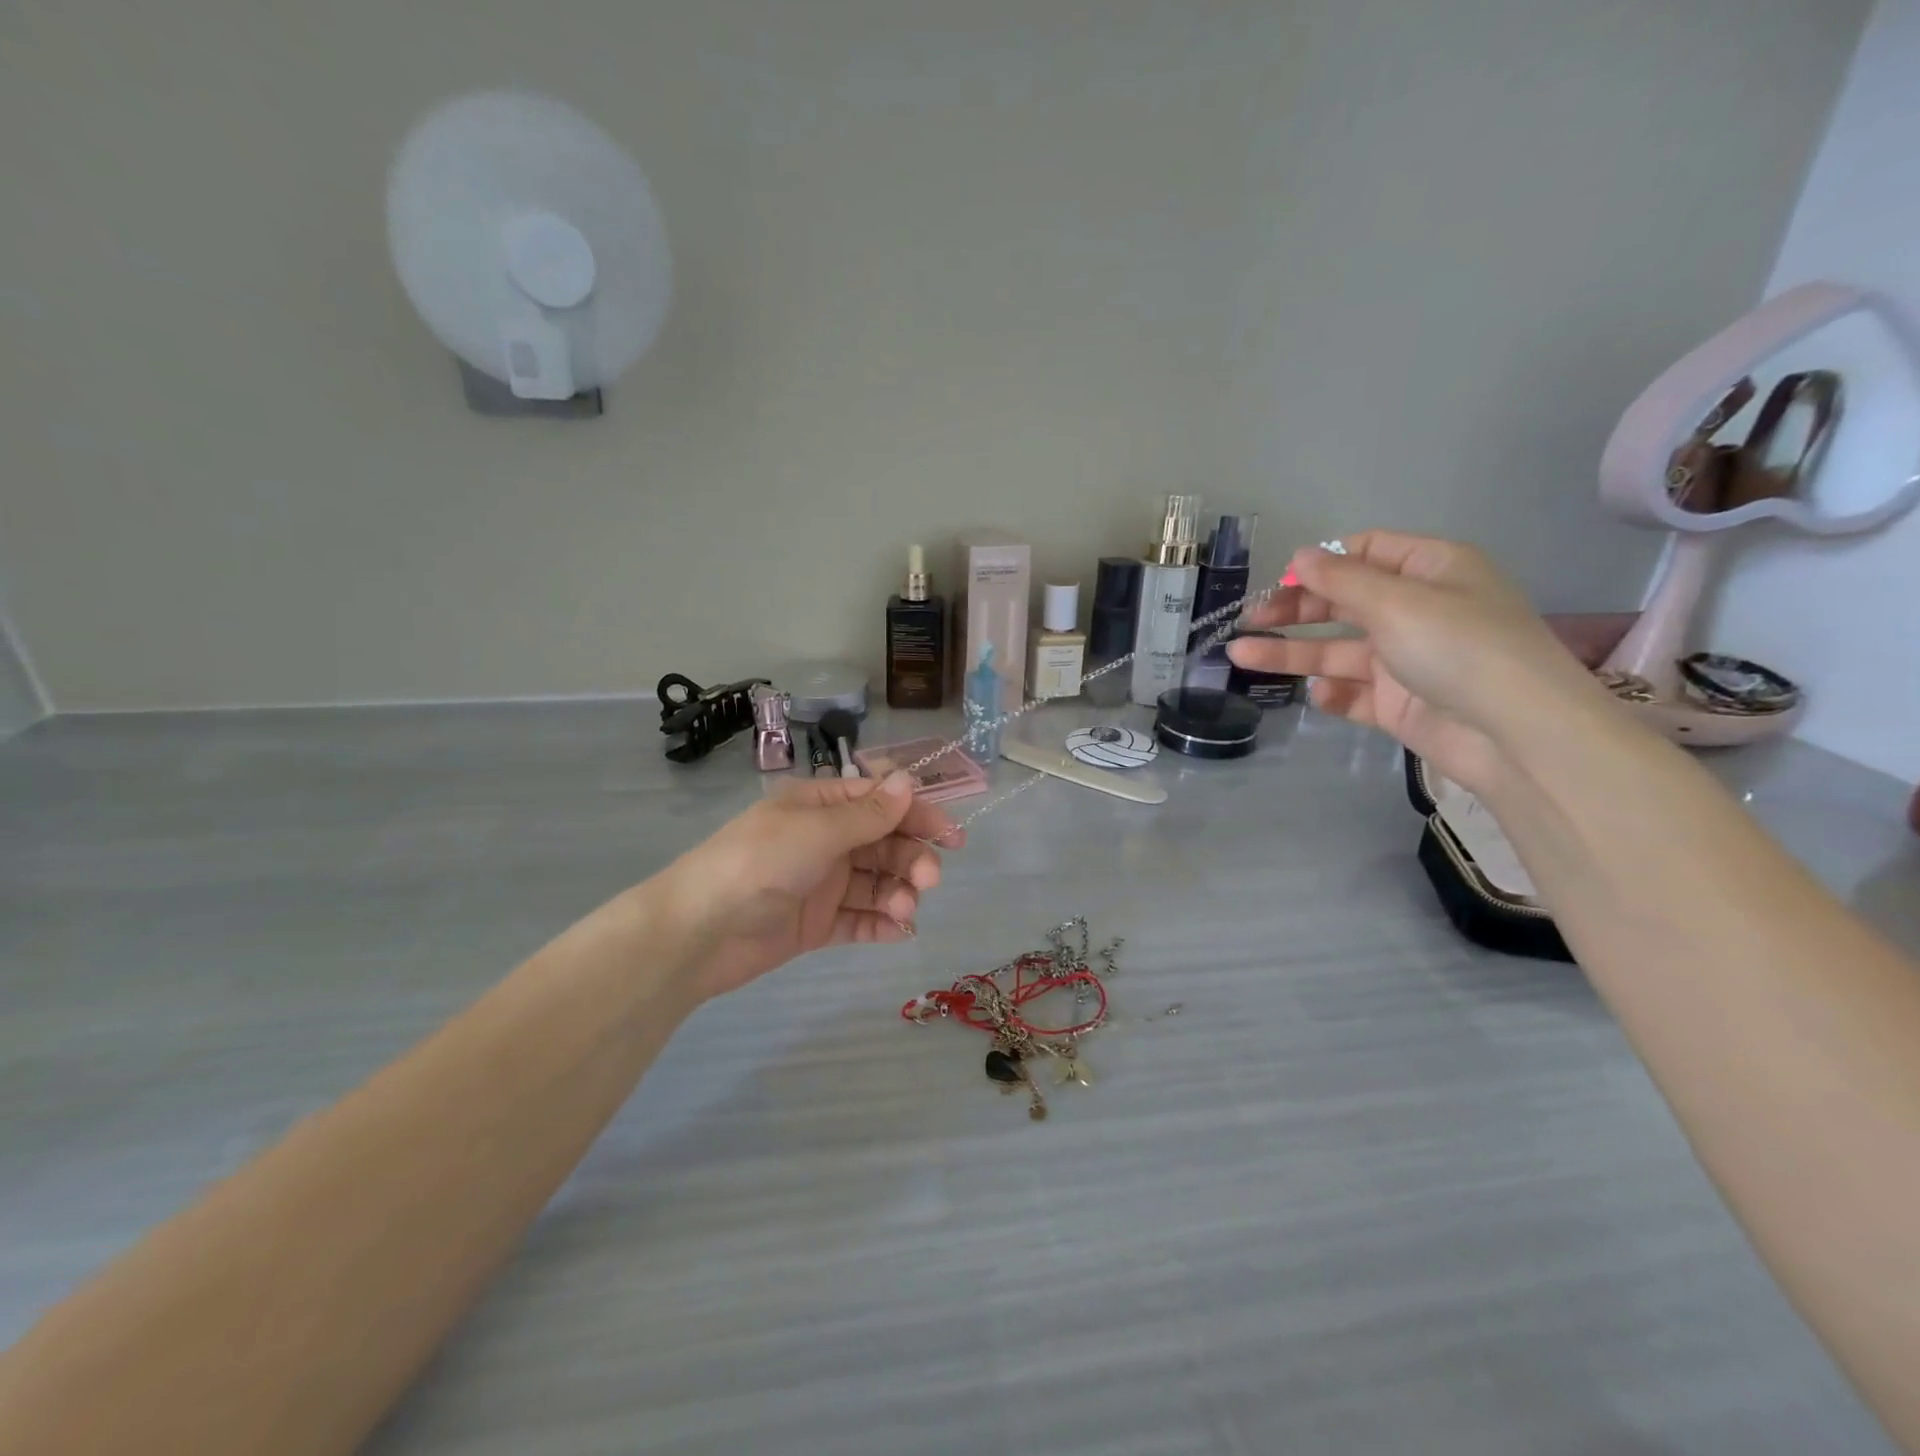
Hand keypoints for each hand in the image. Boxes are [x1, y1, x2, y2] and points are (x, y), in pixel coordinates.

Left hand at [661, 772, 962, 1001]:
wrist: (699, 932)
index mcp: (819, 807)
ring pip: (875, 882)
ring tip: (906, 910)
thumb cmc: (758, 864)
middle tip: (930, 879)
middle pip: (882, 843)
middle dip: (910, 857)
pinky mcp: (816, 924)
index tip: (950, 835)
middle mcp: (823, 840)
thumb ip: (868, 814)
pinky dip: (882, 923)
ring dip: (898, 892)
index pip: (878, 802)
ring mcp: (820, 884)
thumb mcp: (816, 831)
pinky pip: (859, 919)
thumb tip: (908, 781)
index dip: (916, 815)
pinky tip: (900, 931)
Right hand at [1225, 532, 1604, 793]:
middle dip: (1294, 610)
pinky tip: (1318, 695)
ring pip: (1337, 651)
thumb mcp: (1397, 602)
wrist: (1514, 735)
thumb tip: (1300, 556)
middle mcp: (1417, 611)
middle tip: (1249, 620)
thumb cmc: (1458, 648)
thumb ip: (1341, 581)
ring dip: (1291, 653)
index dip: (1322, 563)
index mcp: (1430, 571)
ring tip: (1239, 657)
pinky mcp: (1399, 704)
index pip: (1367, 552)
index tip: (1281, 580)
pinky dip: (1333, 694)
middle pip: (1343, 603)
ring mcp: (1406, 660)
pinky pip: (1355, 693)